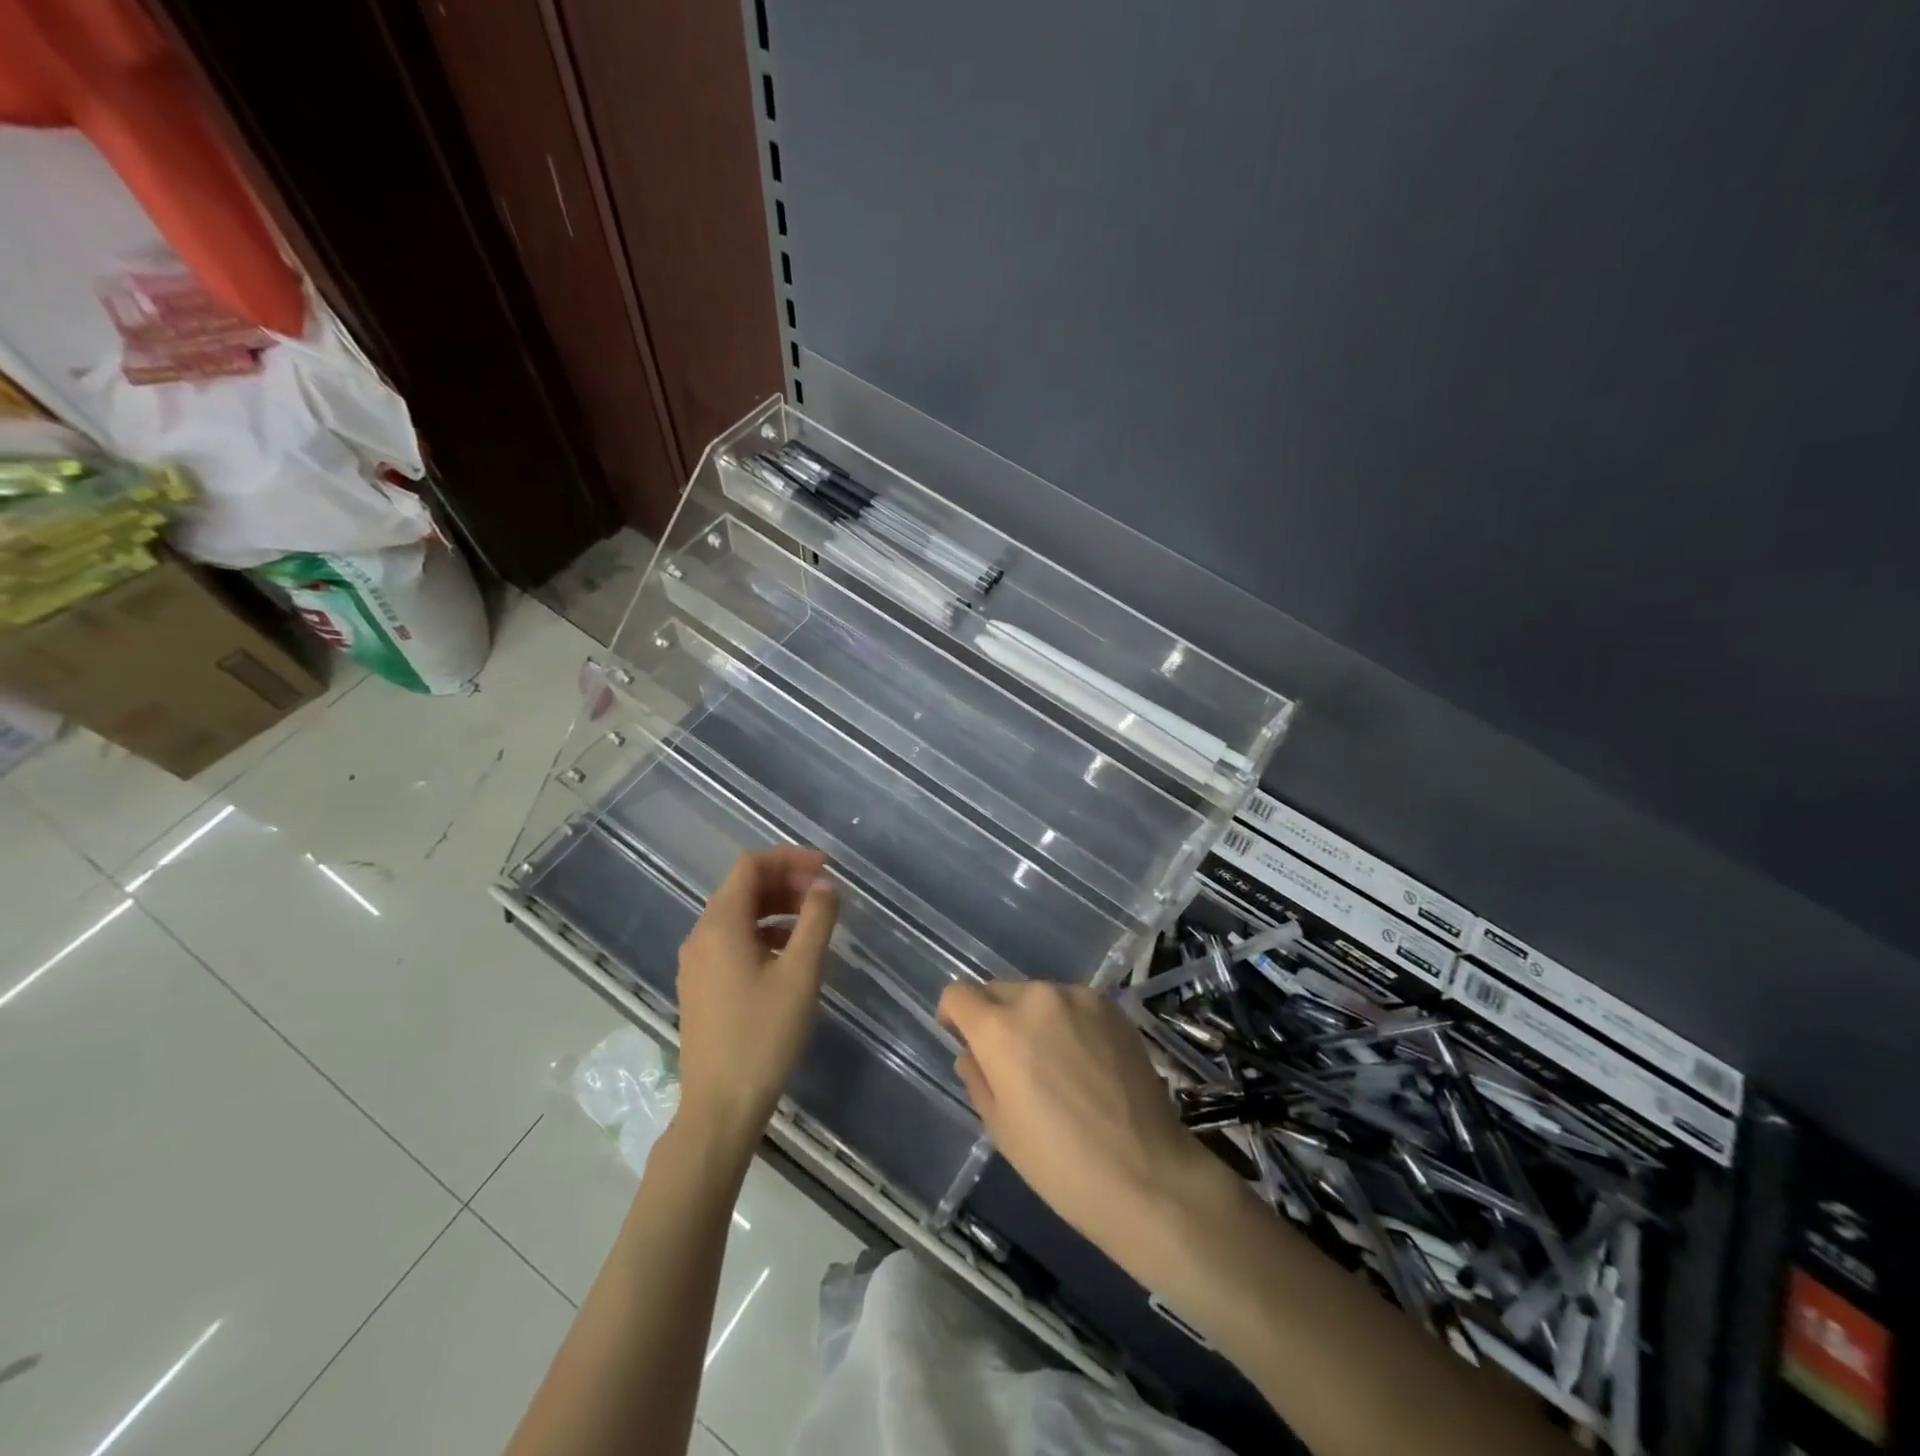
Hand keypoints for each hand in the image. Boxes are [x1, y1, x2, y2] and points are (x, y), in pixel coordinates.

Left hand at [675, 848, 838, 1150]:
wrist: (720, 1107)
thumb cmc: (763, 1036)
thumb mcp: (801, 974)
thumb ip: (816, 920)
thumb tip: (825, 885)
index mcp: (720, 925)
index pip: (751, 866)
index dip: (789, 858)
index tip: (826, 868)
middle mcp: (701, 935)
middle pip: (742, 888)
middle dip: (785, 882)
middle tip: (824, 893)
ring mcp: (696, 963)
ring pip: (737, 915)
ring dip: (775, 907)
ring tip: (813, 921)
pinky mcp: (700, 986)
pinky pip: (731, 940)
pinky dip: (762, 932)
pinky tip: (789, 954)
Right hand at [937, 981, 1224, 1271]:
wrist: (1146, 1173)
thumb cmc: (1059, 1163)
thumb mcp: (1001, 1128)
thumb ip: (978, 1078)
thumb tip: (973, 1053)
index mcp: (999, 1029)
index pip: (959, 994)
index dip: (953, 1014)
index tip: (960, 1037)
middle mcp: (1036, 998)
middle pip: (998, 991)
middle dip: (994, 1017)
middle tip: (1009, 1060)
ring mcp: (1079, 998)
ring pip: (1038, 996)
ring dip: (1033, 1018)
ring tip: (1053, 1063)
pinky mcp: (1112, 1007)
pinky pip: (1074, 1004)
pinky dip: (1068, 1022)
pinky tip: (1085, 1061)